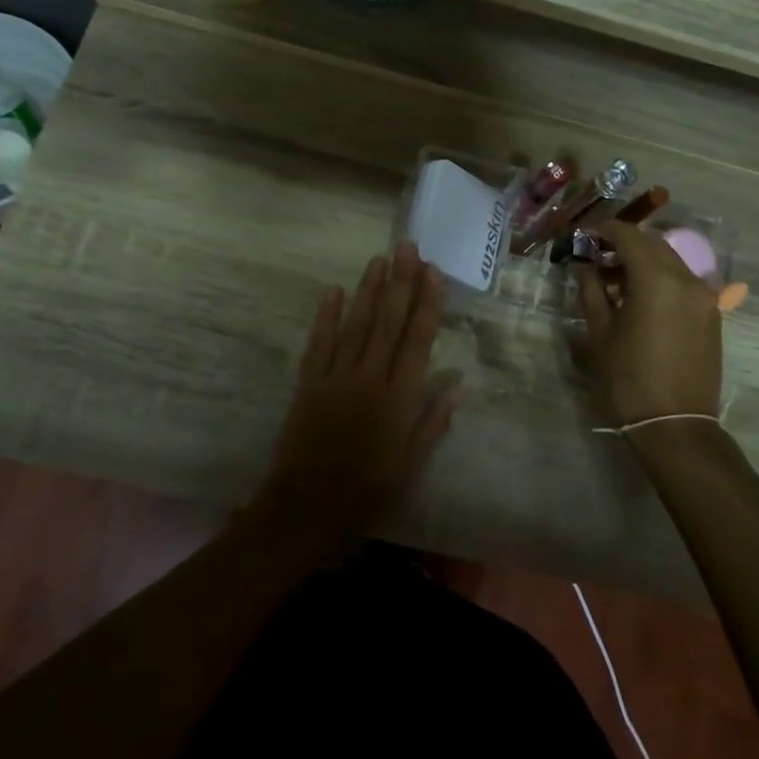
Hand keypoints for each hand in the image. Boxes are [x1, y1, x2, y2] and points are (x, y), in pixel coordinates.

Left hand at [254, 242, 456, 556]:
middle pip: (387, 323)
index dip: (427, 304)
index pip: (416, 342)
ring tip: (380, 258)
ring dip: (369, 290)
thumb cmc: (365, 495)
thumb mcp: (410, 469)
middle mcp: (368, 380)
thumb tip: (454, 386)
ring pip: (356, 325)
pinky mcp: (307, 385)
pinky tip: (334, 290)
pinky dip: (326, 316)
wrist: (304, 511)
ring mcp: (334, 379)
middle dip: (400, 282)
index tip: (433, 272)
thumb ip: (431, 425)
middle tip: (407, 246)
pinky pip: (318, 344)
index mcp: (398, 401)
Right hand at [573, 222, 723, 429]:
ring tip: (614, 279)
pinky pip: (683, 280)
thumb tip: (584, 265)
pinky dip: (660, 277)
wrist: (675, 425)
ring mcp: (704, 296)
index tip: (584, 236)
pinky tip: (639, 297)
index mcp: (657, 279)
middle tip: (596, 255)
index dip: (604, 230)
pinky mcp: (711, 313)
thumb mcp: (600, 332)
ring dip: (643, 260)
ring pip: (670, 260)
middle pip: (653, 243)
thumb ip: (591, 290)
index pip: (629, 235)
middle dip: (624, 243)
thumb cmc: (629, 378)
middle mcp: (686, 279)